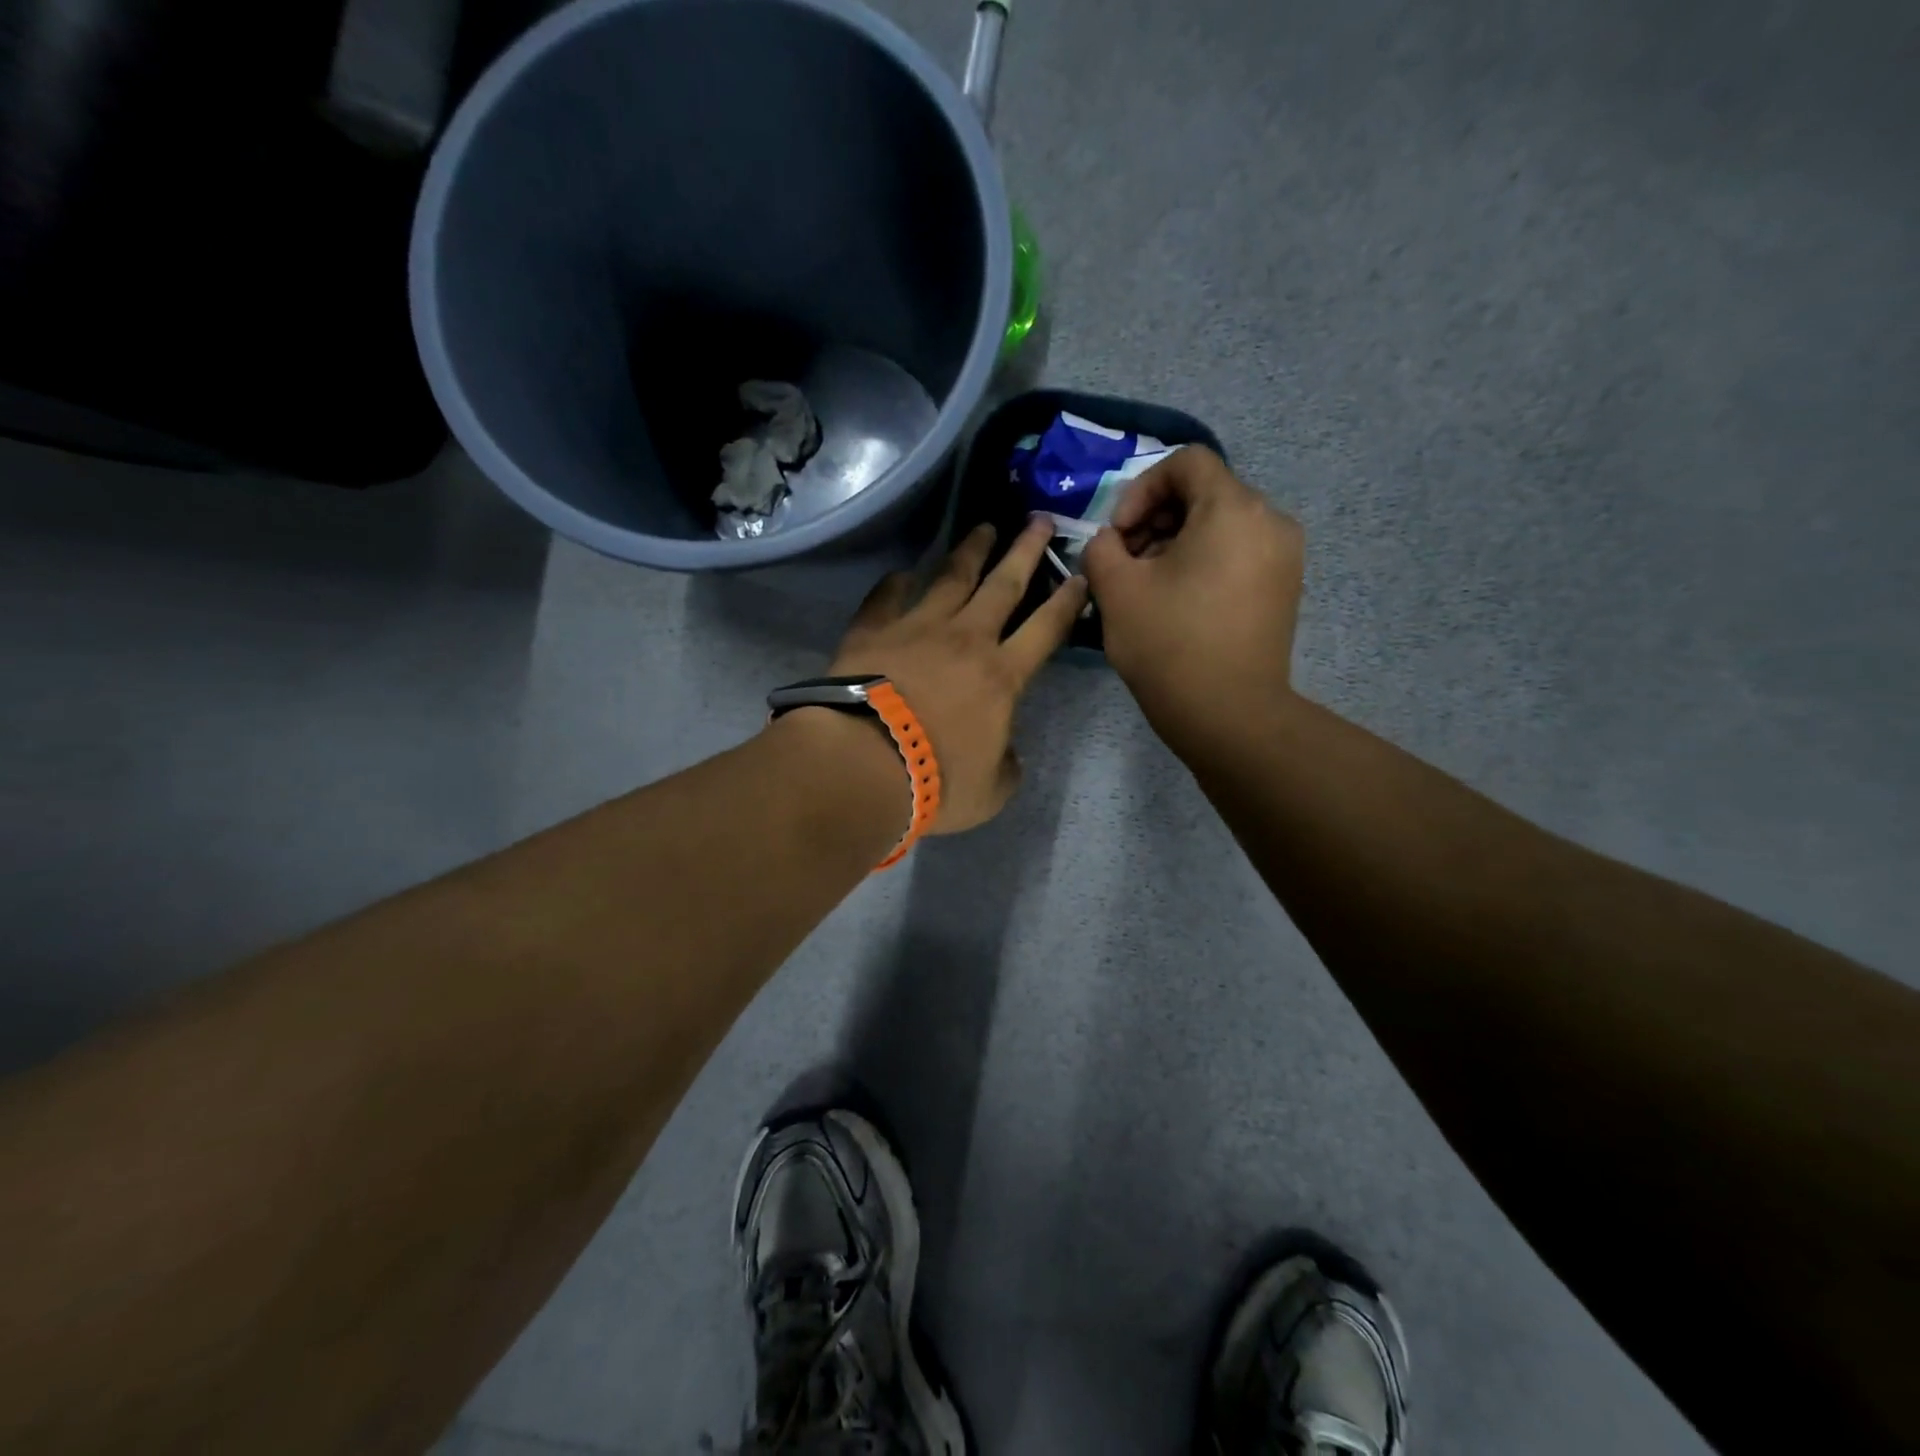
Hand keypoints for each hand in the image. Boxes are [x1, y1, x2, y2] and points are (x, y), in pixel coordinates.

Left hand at [826, 518, 1087, 833]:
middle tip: (1040, 519)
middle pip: (1004, 585)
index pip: (1046, 628)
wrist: (863, 763)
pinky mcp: (872, 630)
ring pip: (951, 577)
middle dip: (1026, 551)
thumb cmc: (935, 781)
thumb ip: (1006, 766)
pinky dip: (897, 582)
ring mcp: (917, 628)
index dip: (1067, 600)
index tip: (1080, 574)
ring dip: (971, 550)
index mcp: (1002, 676)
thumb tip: (1006, 752)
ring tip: (983, 527)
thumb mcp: (990, 791)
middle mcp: (966, 639)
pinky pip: (887, 596)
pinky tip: (902, 572)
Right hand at [1081, 447, 1303, 752]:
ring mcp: (1285, 556)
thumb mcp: (1116, 590)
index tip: (1119, 534)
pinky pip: (1239, 553)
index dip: (1141, 488)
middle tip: (1127, 562)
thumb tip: (1110, 541)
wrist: (1229, 715)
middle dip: (1156, 519)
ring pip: (1221, 525)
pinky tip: (1180, 602)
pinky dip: (1205, 562)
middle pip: (1205, 493)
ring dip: (1177, 542)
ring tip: (1149, 586)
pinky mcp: (1285, 588)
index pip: (1186, 462)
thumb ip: (1102, 547)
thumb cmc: (1169, 645)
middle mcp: (1271, 520)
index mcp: (1233, 508)